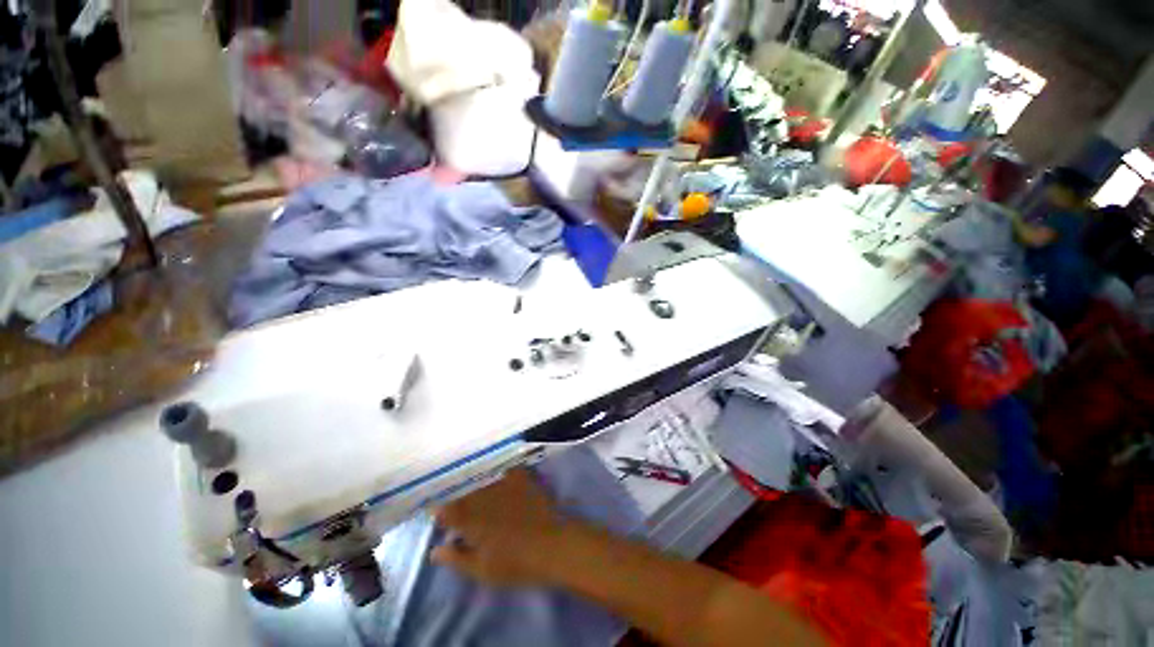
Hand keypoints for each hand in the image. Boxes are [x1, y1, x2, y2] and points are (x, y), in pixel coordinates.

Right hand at [432, 468, 569, 586]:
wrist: (550, 544)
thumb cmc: (514, 562)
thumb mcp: (480, 569)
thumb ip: (455, 558)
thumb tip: (434, 550)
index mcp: (469, 518)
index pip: (445, 510)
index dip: (440, 512)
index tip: (441, 517)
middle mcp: (483, 496)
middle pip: (463, 493)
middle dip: (458, 499)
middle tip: (462, 508)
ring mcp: (503, 484)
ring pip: (482, 481)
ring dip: (477, 487)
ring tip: (481, 495)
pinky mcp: (520, 478)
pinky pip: (506, 470)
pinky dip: (501, 474)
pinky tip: (502, 479)